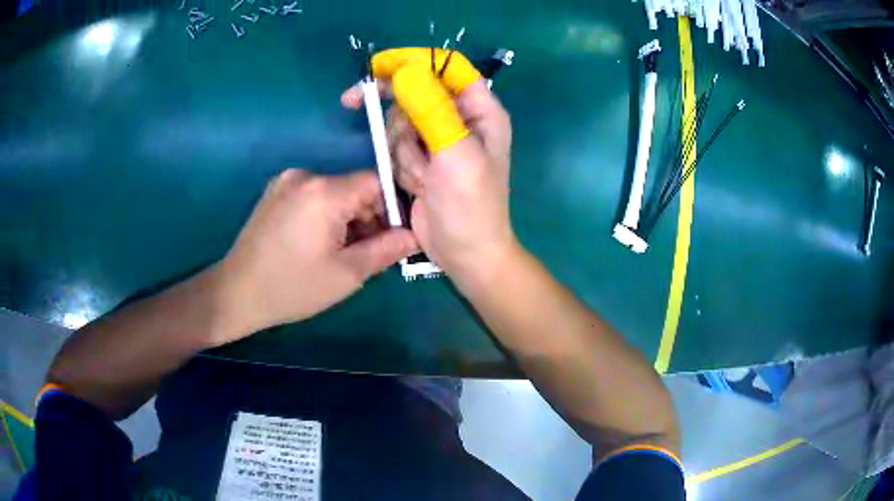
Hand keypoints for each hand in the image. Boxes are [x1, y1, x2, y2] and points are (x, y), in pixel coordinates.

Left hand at [214, 168, 416, 342]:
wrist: (237, 293)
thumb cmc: (293, 287)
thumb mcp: (347, 274)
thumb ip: (387, 249)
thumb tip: (416, 235)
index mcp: (325, 191)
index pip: (377, 182)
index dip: (392, 208)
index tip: (393, 237)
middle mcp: (305, 176)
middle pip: (354, 188)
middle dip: (368, 217)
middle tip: (367, 253)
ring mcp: (286, 182)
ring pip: (335, 193)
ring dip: (346, 218)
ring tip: (341, 253)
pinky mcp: (275, 192)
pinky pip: (314, 196)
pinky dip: (325, 215)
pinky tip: (317, 244)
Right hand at [341, 48, 518, 283]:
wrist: (464, 253)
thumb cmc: (471, 205)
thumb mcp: (456, 154)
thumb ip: (433, 110)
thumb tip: (407, 72)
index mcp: (480, 109)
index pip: (446, 66)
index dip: (413, 62)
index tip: (379, 69)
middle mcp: (458, 117)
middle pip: (415, 91)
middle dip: (400, 116)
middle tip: (362, 110)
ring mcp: (436, 138)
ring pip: (399, 121)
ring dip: (403, 151)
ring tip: (424, 178)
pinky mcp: (420, 158)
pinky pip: (396, 146)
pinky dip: (400, 165)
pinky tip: (417, 186)